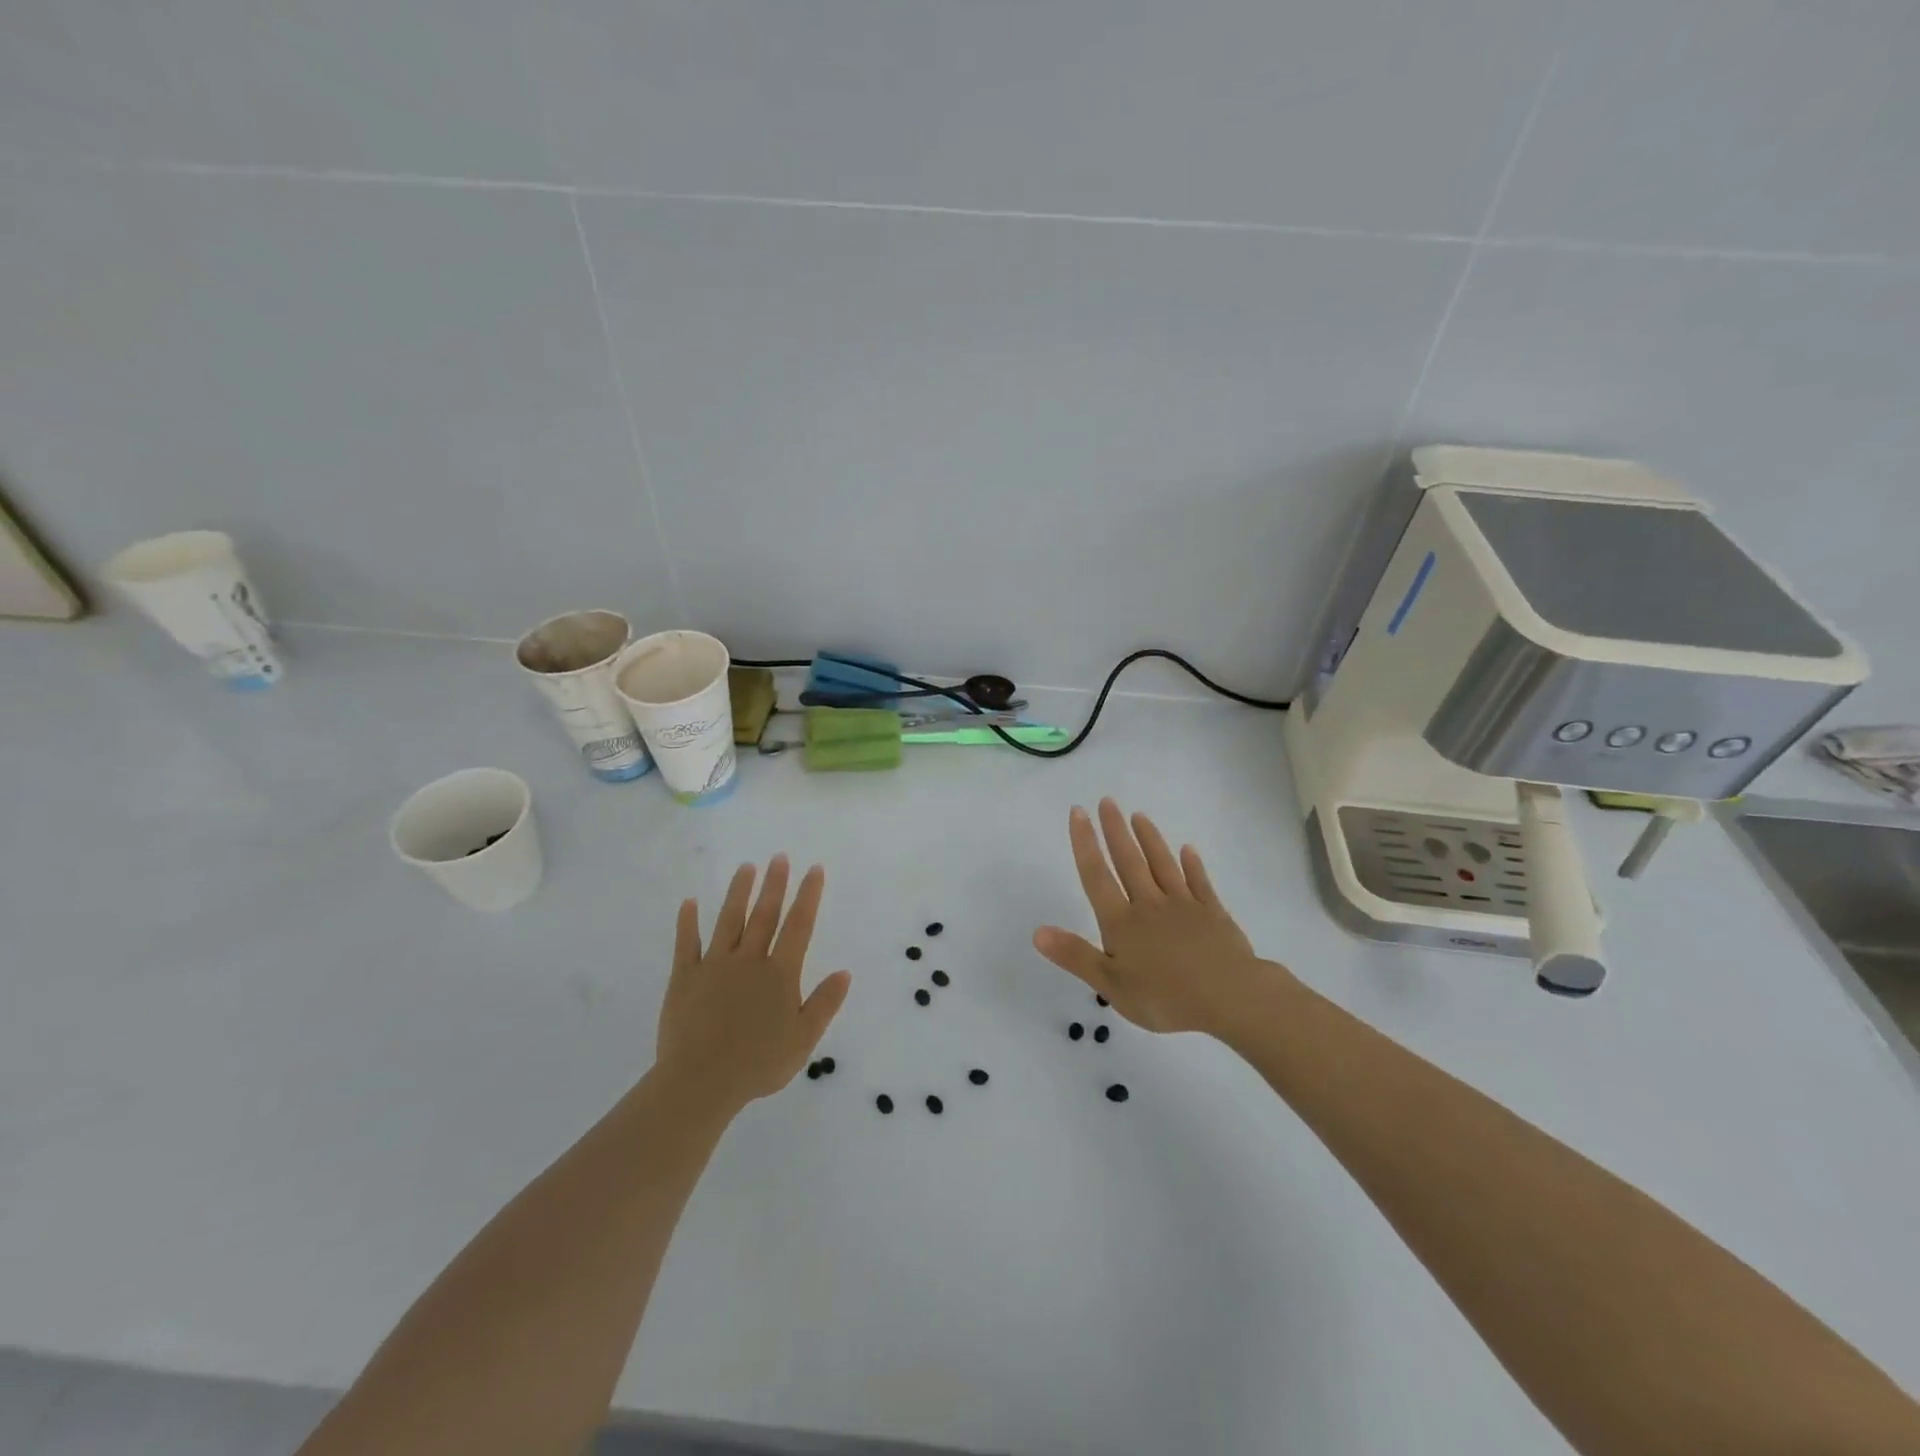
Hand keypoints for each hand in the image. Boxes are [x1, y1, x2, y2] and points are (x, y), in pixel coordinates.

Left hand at [656, 855, 851, 1114]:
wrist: (701, 1081)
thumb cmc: (759, 1063)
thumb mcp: (804, 1039)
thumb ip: (824, 1003)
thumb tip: (844, 972)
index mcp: (780, 974)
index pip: (799, 926)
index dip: (808, 896)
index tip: (814, 869)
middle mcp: (749, 960)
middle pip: (765, 915)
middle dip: (775, 884)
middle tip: (779, 857)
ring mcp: (714, 966)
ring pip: (729, 920)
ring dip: (739, 892)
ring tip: (746, 867)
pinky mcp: (685, 978)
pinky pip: (686, 944)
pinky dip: (688, 922)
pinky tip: (690, 902)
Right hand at [1033, 799, 1288, 1038]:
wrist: (1230, 998)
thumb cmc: (1165, 997)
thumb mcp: (1111, 985)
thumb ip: (1075, 955)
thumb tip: (1037, 931)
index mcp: (1122, 922)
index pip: (1097, 876)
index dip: (1085, 843)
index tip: (1078, 812)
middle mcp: (1149, 904)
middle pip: (1129, 861)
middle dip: (1115, 830)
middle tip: (1107, 801)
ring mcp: (1184, 905)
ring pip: (1162, 865)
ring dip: (1150, 839)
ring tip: (1139, 816)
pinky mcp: (1213, 913)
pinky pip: (1199, 882)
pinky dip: (1192, 865)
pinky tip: (1188, 850)